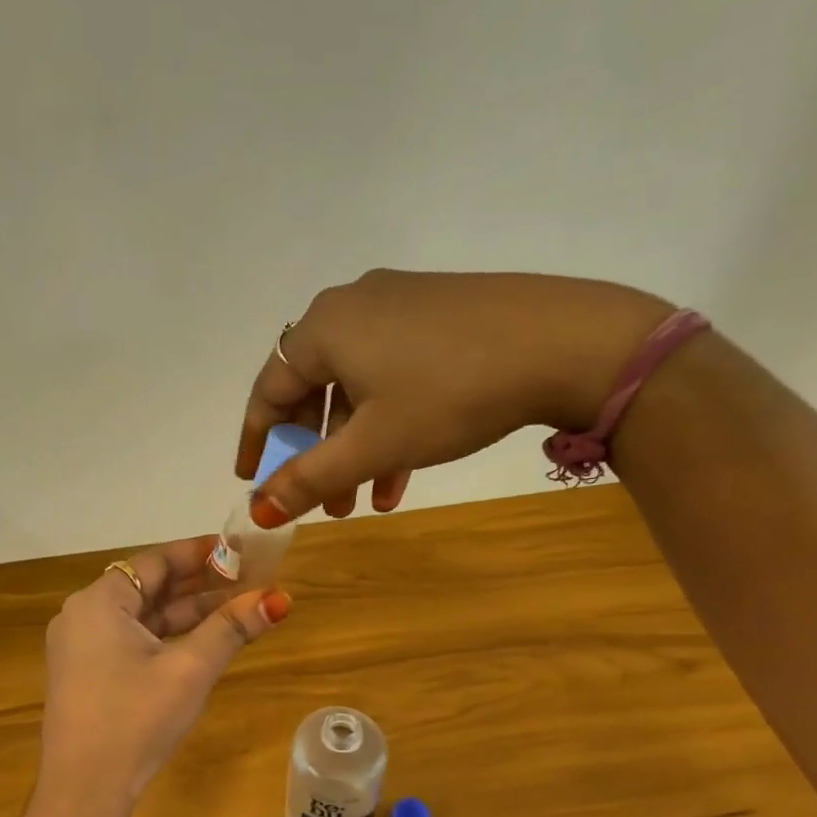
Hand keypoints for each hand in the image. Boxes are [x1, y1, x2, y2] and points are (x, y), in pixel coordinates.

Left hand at [38, 538, 291, 804]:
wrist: (84, 791)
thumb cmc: (136, 720)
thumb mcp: (189, 670)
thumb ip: (231, 629)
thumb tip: (278, 598)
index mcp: (98, 602)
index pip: (155, 562)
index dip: (201, 553)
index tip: (240, 550)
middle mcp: (83, 616)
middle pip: (149, 587)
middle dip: (200, 585)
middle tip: (249, 578)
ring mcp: (81, 647)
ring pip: (143, 617)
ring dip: (187, 614)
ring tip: (238, 608)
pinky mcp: (86, 674)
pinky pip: (132, 641)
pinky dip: (167, 638)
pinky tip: (204, 641)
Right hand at [238, 270, 676, 523]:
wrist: (566, 344)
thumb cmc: (448, 395)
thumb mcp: (371, 445)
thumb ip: (307, 479)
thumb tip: (256, 511)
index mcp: (324, 328)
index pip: (268, 390)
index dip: (255, 441)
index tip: (250, 480)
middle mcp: (352, 306)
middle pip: (312, 390)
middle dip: (314, 454)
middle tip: (318, 501)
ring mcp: (399, 305)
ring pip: (356, 390)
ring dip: (353, 450)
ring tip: (362, 503)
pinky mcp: (438, 315)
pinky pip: (392, 376)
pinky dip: (387, 425)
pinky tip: (401, 475)